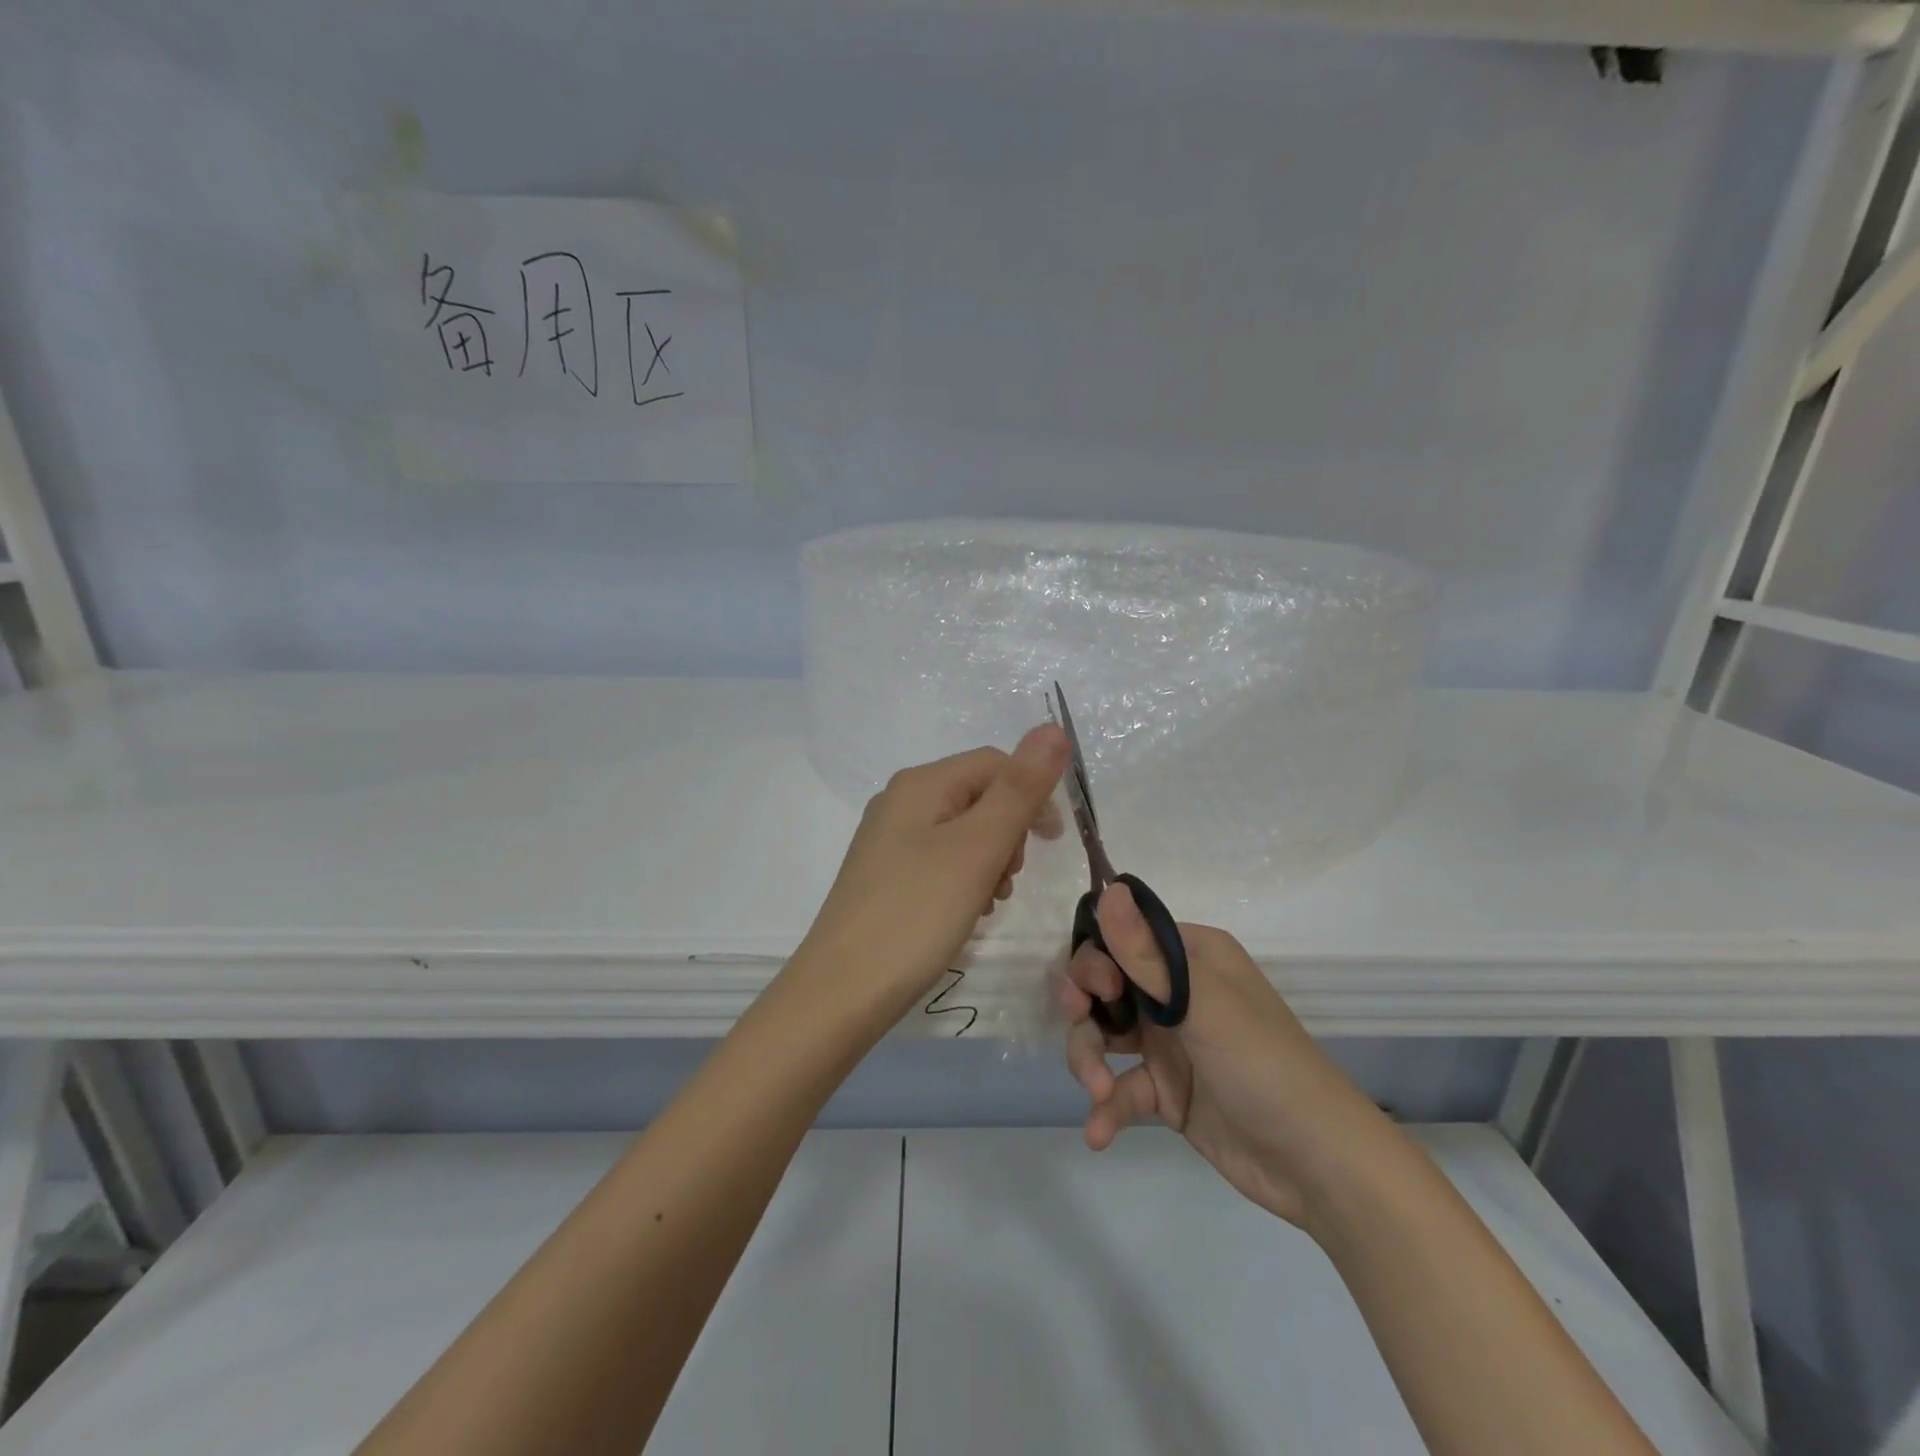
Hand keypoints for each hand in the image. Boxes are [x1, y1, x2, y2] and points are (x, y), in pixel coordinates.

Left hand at [798, 725, 1067, 1023]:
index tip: (1054, 844)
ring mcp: (889, 840)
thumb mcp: (978, 847)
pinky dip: (965, 879)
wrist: (842, 991)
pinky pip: (942, 860)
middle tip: (1008, 880)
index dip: (1033, 794)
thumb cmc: (917, 913)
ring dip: (990, 860)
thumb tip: (1053, 728)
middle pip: (979, 796)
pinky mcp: (886, 875)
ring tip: (987, 902)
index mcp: (921, 784)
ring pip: (963, 832)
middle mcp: (901, 801)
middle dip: (1009, 833)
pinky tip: (965, 912)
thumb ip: (1019, 789)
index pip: (995, 763)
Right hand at [1060, 884, 1392, 1231]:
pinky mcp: (1167, 1091)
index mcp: (1191, 957)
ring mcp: (1170, 1043)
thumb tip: (1110, 887)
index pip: (1124, 938)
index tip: (1096, 988)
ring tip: (1097, 1092)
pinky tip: (1098, 1132)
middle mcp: (1177, 992)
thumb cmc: (1263, 1065)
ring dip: (1089, 1061)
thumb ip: (1146, 954)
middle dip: (1084, 1009)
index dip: (1097, 958)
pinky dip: (1106, 1108)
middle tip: (1081, 1028)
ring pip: (1104, 1035)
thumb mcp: (1203, 1005)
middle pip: (1105, 986)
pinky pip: (1121, 1087)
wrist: (1319, 1165)